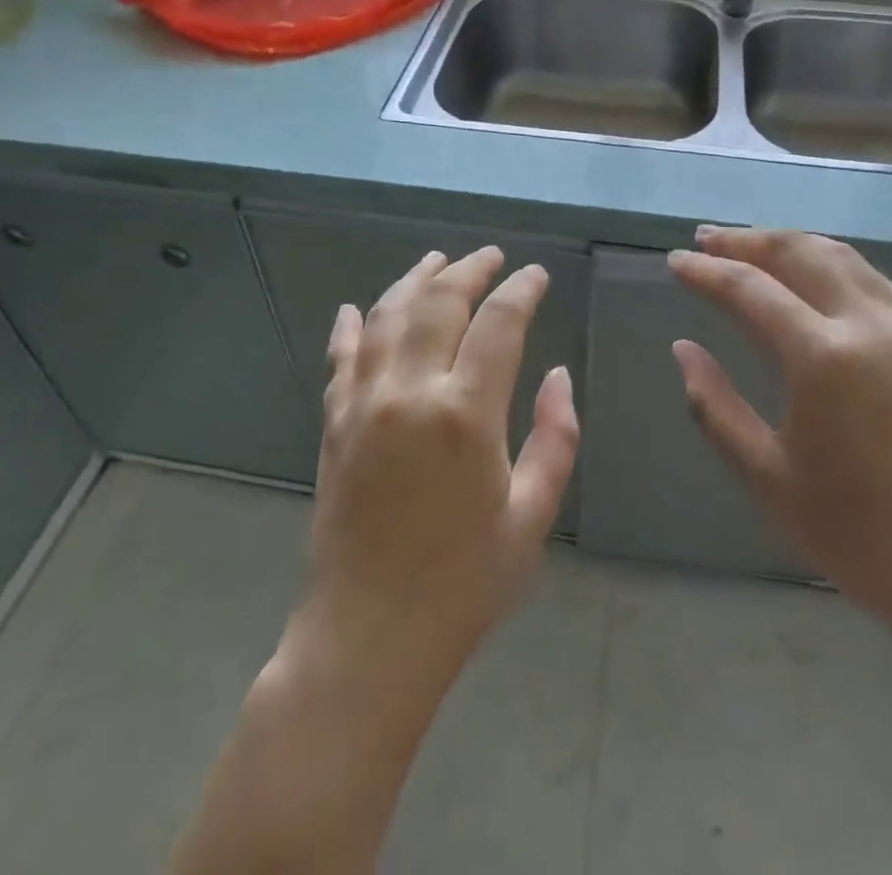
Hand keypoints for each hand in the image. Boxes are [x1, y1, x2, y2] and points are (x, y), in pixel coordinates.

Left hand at [295, 246, 579, 683]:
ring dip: (413, 281)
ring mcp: (363, 404)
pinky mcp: (333, 424)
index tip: (536, 275)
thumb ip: (554, 437)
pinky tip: (353, 308)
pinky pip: (340, 358)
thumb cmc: (465, 583)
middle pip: (439, 303)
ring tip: (435, 260)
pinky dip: (348, 326)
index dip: (521, 290)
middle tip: (491, 256)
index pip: (499, 323)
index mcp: (465, 413)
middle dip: (469, 270)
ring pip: (385, 317)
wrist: (370, 636)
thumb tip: (557, 375)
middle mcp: (409, 392)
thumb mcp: (532, 515)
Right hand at [668, 226, 891, 618]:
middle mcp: (868, 325)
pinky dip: (832, 263)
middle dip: (747, 240)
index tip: (675, 261)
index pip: (749, 289)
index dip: (706, 271)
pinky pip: (873, 280)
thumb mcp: (766, 476)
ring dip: (791, 243)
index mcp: (822, 357)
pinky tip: (817, 278)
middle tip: (707, 237)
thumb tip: (683, 349)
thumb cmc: (858, 534)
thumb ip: (714, 406)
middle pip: (799, 253)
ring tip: (754, 246)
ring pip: (842, 257)